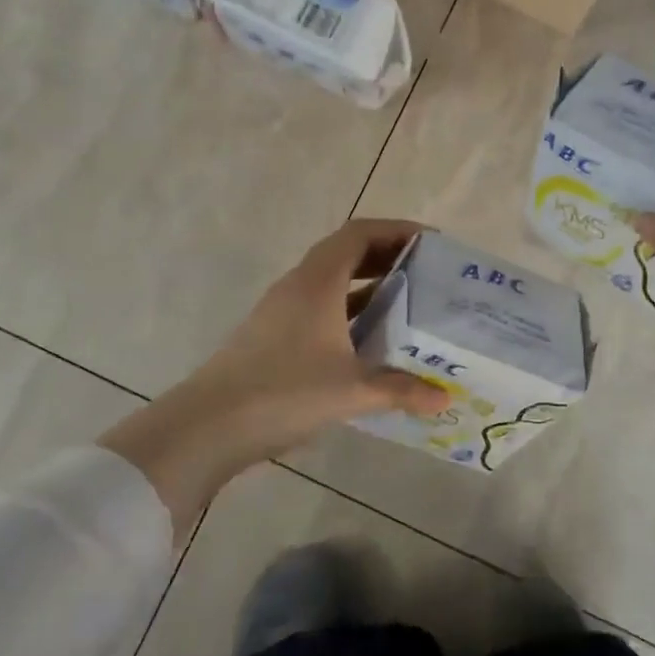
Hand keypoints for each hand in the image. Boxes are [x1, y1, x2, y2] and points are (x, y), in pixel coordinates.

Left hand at [102, 220, 450, 528]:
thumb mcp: (352, 391)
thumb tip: (444, 398)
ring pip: (332, 283)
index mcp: (318, 282)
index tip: (431, 243)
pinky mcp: (273, 335)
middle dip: (387, 257)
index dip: (397, 230)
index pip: (360, 234)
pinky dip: (348, 314)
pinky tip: (368, 342)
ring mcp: (281, 311)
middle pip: (346, 253)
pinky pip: (320, 309)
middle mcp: (298, 286)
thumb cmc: (285, 393)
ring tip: (406, 305)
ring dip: (367, 287)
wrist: (210, 425)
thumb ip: (401, 390)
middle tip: (426, 274)